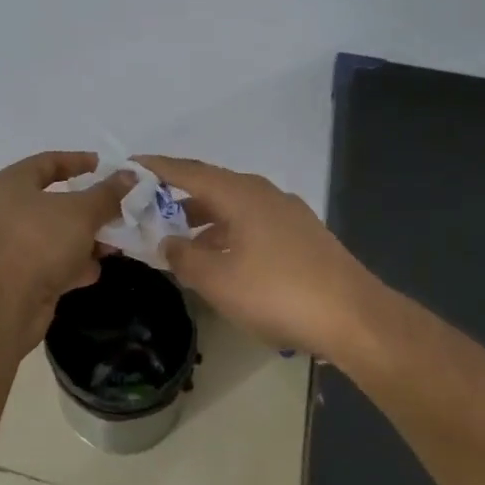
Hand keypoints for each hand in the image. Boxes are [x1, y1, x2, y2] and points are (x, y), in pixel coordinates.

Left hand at [0, 152, 134, 353]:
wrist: (4, 304)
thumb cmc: (39, 241)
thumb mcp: (81, 212)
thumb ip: (107, 193)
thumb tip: (130, 174)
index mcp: (13, 183)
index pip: (49, 161)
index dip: (78, 161)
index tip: (106, 166)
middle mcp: (9, 210)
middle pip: (55, 200)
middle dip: (90, 207)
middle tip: (120, 208)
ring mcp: (14, 245)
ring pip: (58, 234)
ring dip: (87, 238)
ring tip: (116, 241)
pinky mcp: (22, 276)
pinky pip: (54, 262)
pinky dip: (74, 264)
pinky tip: (95, 270)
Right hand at [139, 155, 375, 356]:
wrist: (356, 318)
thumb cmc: (278, 293)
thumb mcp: (218, 280)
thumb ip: (184, 257)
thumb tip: (167, 241)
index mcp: (239, 193)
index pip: (187, 171)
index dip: (155, 168)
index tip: (129, 166)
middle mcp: (262, 193)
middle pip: (210, 185)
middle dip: (176, 195)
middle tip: (147, 208)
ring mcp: (286, 213)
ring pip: (232, 206)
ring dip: (202, 218)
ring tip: (179, 238)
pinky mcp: (302, 235)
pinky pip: (251, 222)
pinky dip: (226, 231)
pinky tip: (221, 258)